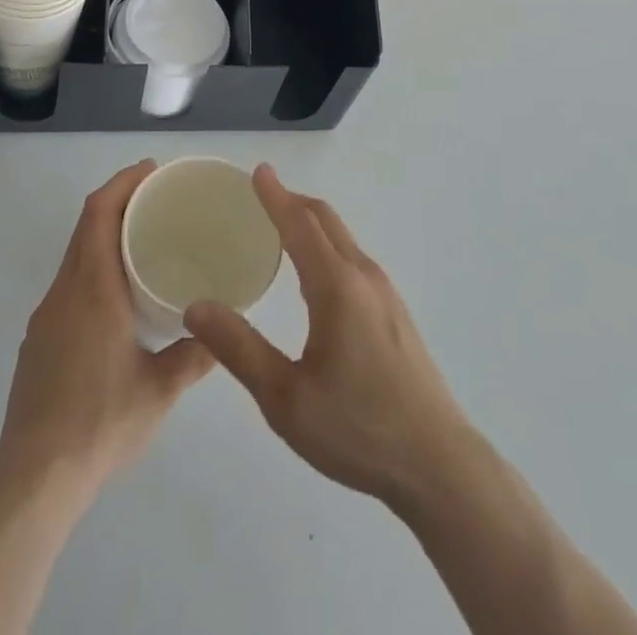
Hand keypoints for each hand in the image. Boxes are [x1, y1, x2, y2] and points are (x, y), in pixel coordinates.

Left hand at [0, 161, 213, 496]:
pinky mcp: (37, 341)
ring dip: (103, 235)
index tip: (150, 170)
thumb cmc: (101, 423)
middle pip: (85, 227)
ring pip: (74, 256)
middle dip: (117, 202)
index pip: (99, 214)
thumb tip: (219, 333)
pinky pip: (67, 285)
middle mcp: (64, 292)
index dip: (122, 183)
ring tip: (141, 242)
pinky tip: (115, 298)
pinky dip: (91, 268)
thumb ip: (193, 356)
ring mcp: (46, 316)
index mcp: (93, 290)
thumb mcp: (159, 390)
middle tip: (155, 199)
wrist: (34, 479)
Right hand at [185, 166, 478, 507]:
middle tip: (260, 196)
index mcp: (336, 286)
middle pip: (326, 221)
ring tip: (280, 231)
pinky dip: (327, 247)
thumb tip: (197, 306)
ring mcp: (385, 294)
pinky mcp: (395, 314)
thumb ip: (240, 349)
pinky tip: (314, 278)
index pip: (300, 224)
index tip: (258, 171)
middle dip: (293, 201)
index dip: (275, 195)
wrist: (439, 464)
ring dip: (311, 224)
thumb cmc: (358, 428)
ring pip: (343, 239)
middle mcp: (364, 276)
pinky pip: (354, 260)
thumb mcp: (286, 399)